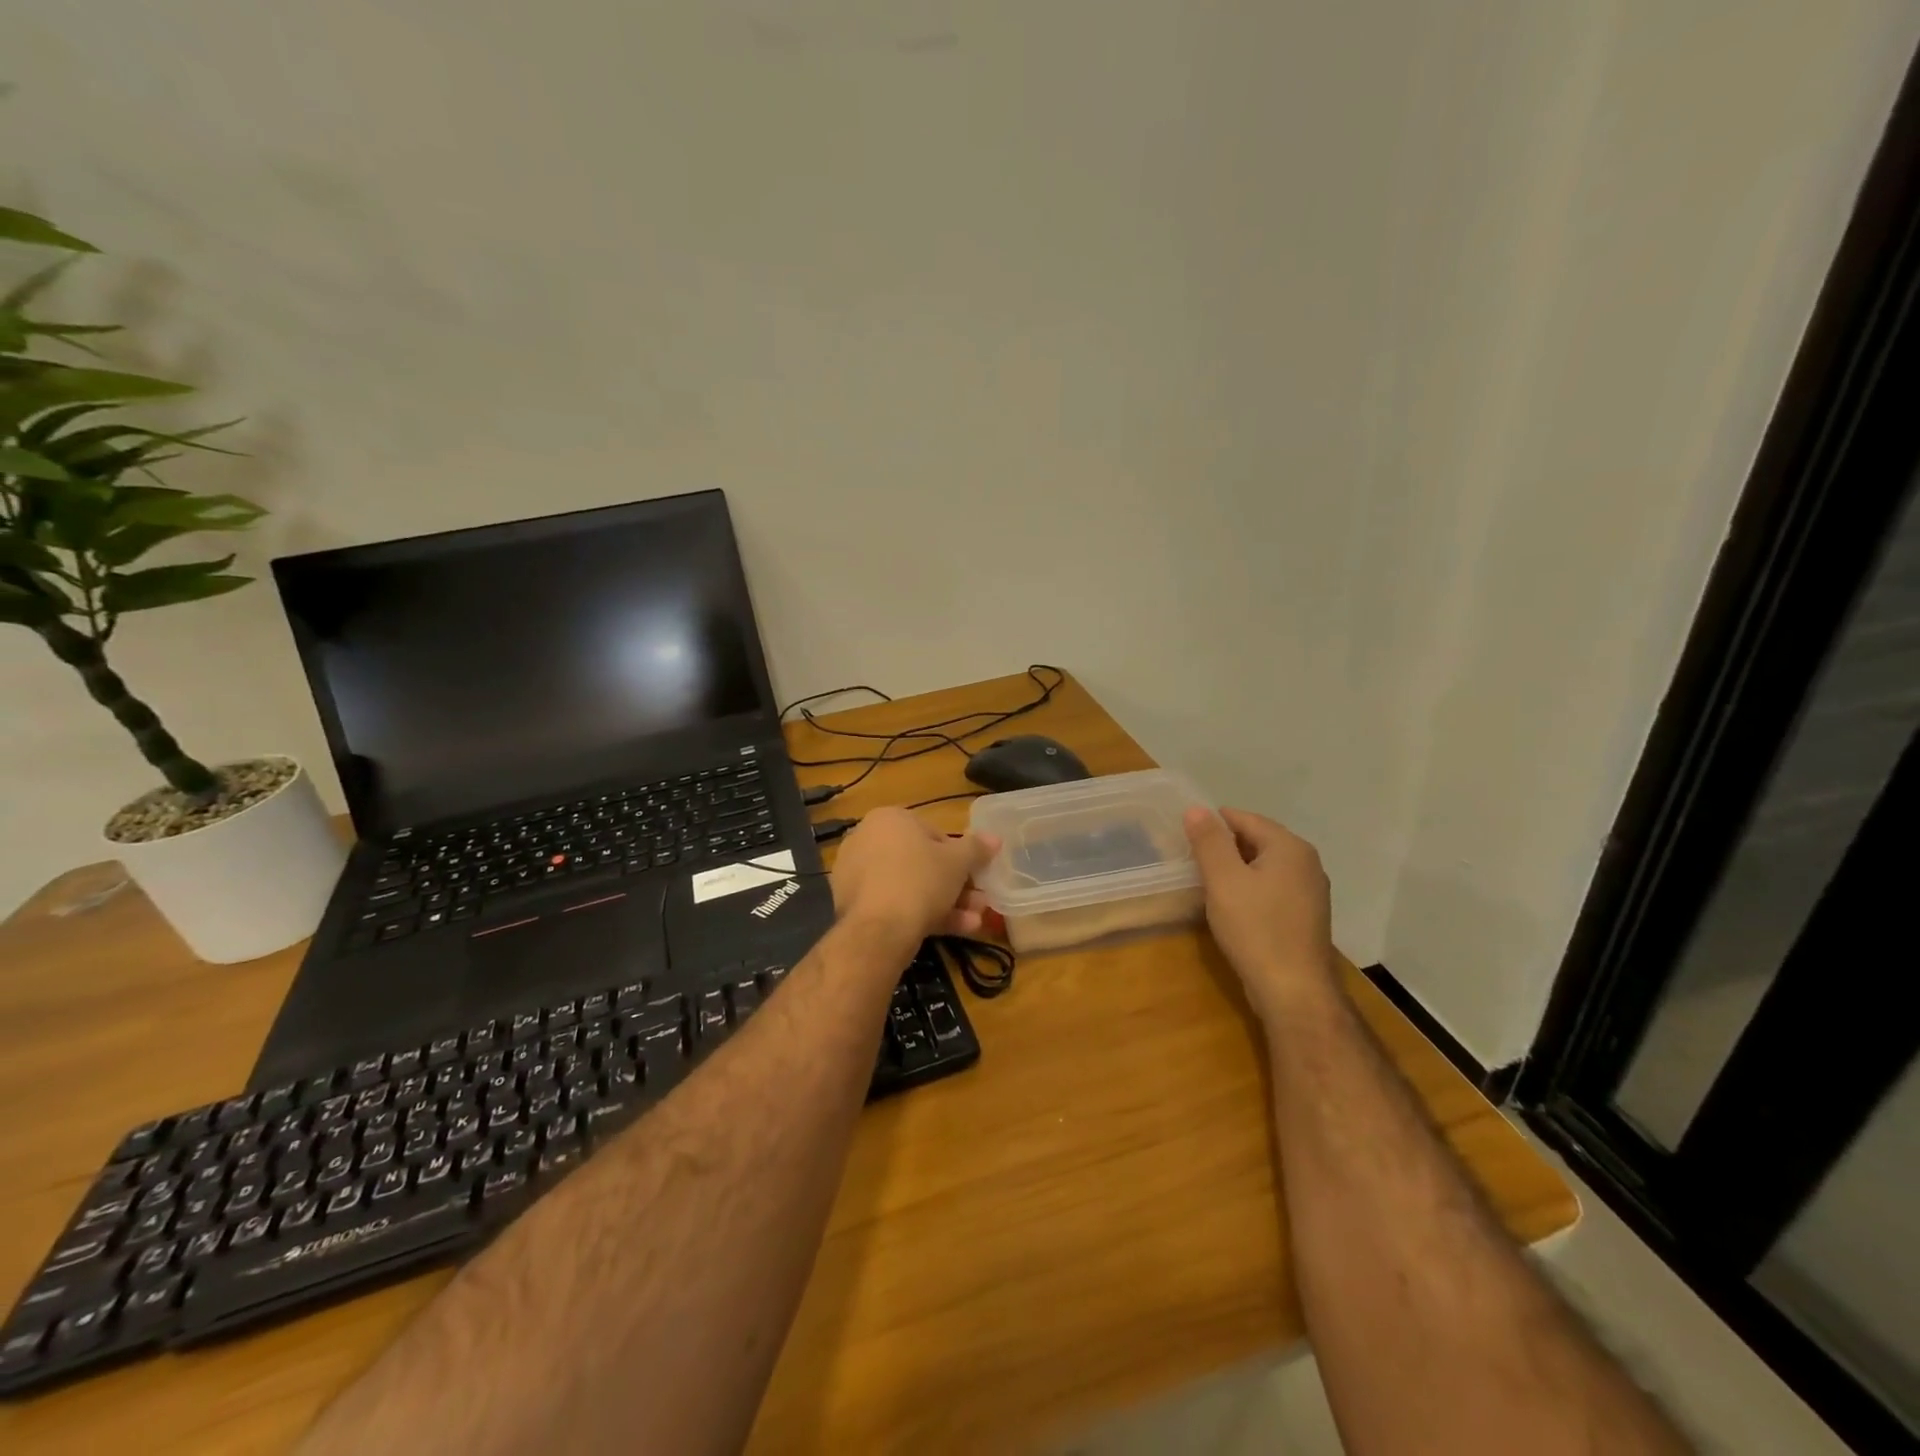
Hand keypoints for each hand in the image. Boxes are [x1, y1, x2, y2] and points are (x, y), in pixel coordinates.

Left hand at [831, 807, 999, 944]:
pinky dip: (920, 915)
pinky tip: (950, 931)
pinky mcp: (852, 904)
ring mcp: (856, 873)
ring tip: (973, 922)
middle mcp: (867, 839)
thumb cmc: (921, 880)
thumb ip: (977, 848)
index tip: (974, 875)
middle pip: (921, 863)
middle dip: (954, 885)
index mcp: (889, 818)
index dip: (959, 856)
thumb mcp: (958, 861)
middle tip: (979, 902)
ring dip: (945, 903)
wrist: (879, 928)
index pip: (933, 833)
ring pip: (909, 886)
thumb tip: (995, 838)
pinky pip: (893, 904)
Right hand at [1184, 807, 1336, 1019]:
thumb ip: (1209, 842)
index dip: (1212, 825)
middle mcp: (1307, 863)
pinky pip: (1272, 888)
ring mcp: (1310, 891)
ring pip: (1264, 866)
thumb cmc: (1255, 929)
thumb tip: (1196, 809)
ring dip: (1236, 870)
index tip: (1185, 840)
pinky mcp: (1306, 916)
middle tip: (1192, 863)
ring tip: (1207, 884)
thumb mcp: (1223, 880)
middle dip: (1223, 847)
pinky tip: (1232, 907)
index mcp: (1289, 847)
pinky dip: (1250, 889)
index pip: (1244, 818)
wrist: (1293, 991)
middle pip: (1256, 840)